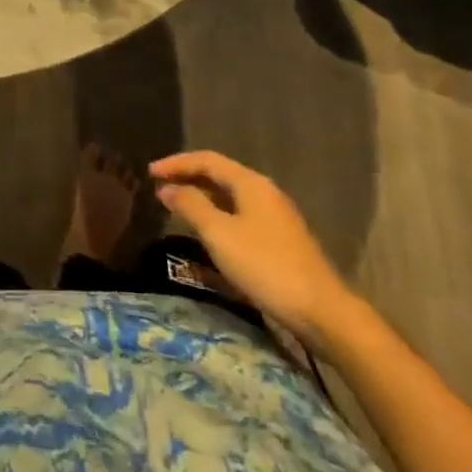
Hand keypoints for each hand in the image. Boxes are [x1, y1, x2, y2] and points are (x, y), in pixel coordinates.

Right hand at [150, 152, 356, 345]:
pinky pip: (240, 216)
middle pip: (220, 175)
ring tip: (177, 207)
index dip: (176, 163)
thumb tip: (168, 188)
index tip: (149, 173)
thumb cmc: (265, 266)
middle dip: (188, 178)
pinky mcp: (280, 240)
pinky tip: (208, 234)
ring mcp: (275, 217)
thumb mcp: (219, 234)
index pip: (207, 160)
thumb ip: (191, 206)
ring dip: (202, 198)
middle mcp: (264, 192)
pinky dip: (217, 216)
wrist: (322, 311)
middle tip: (160, 188)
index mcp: (250, 183)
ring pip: (230, 197)